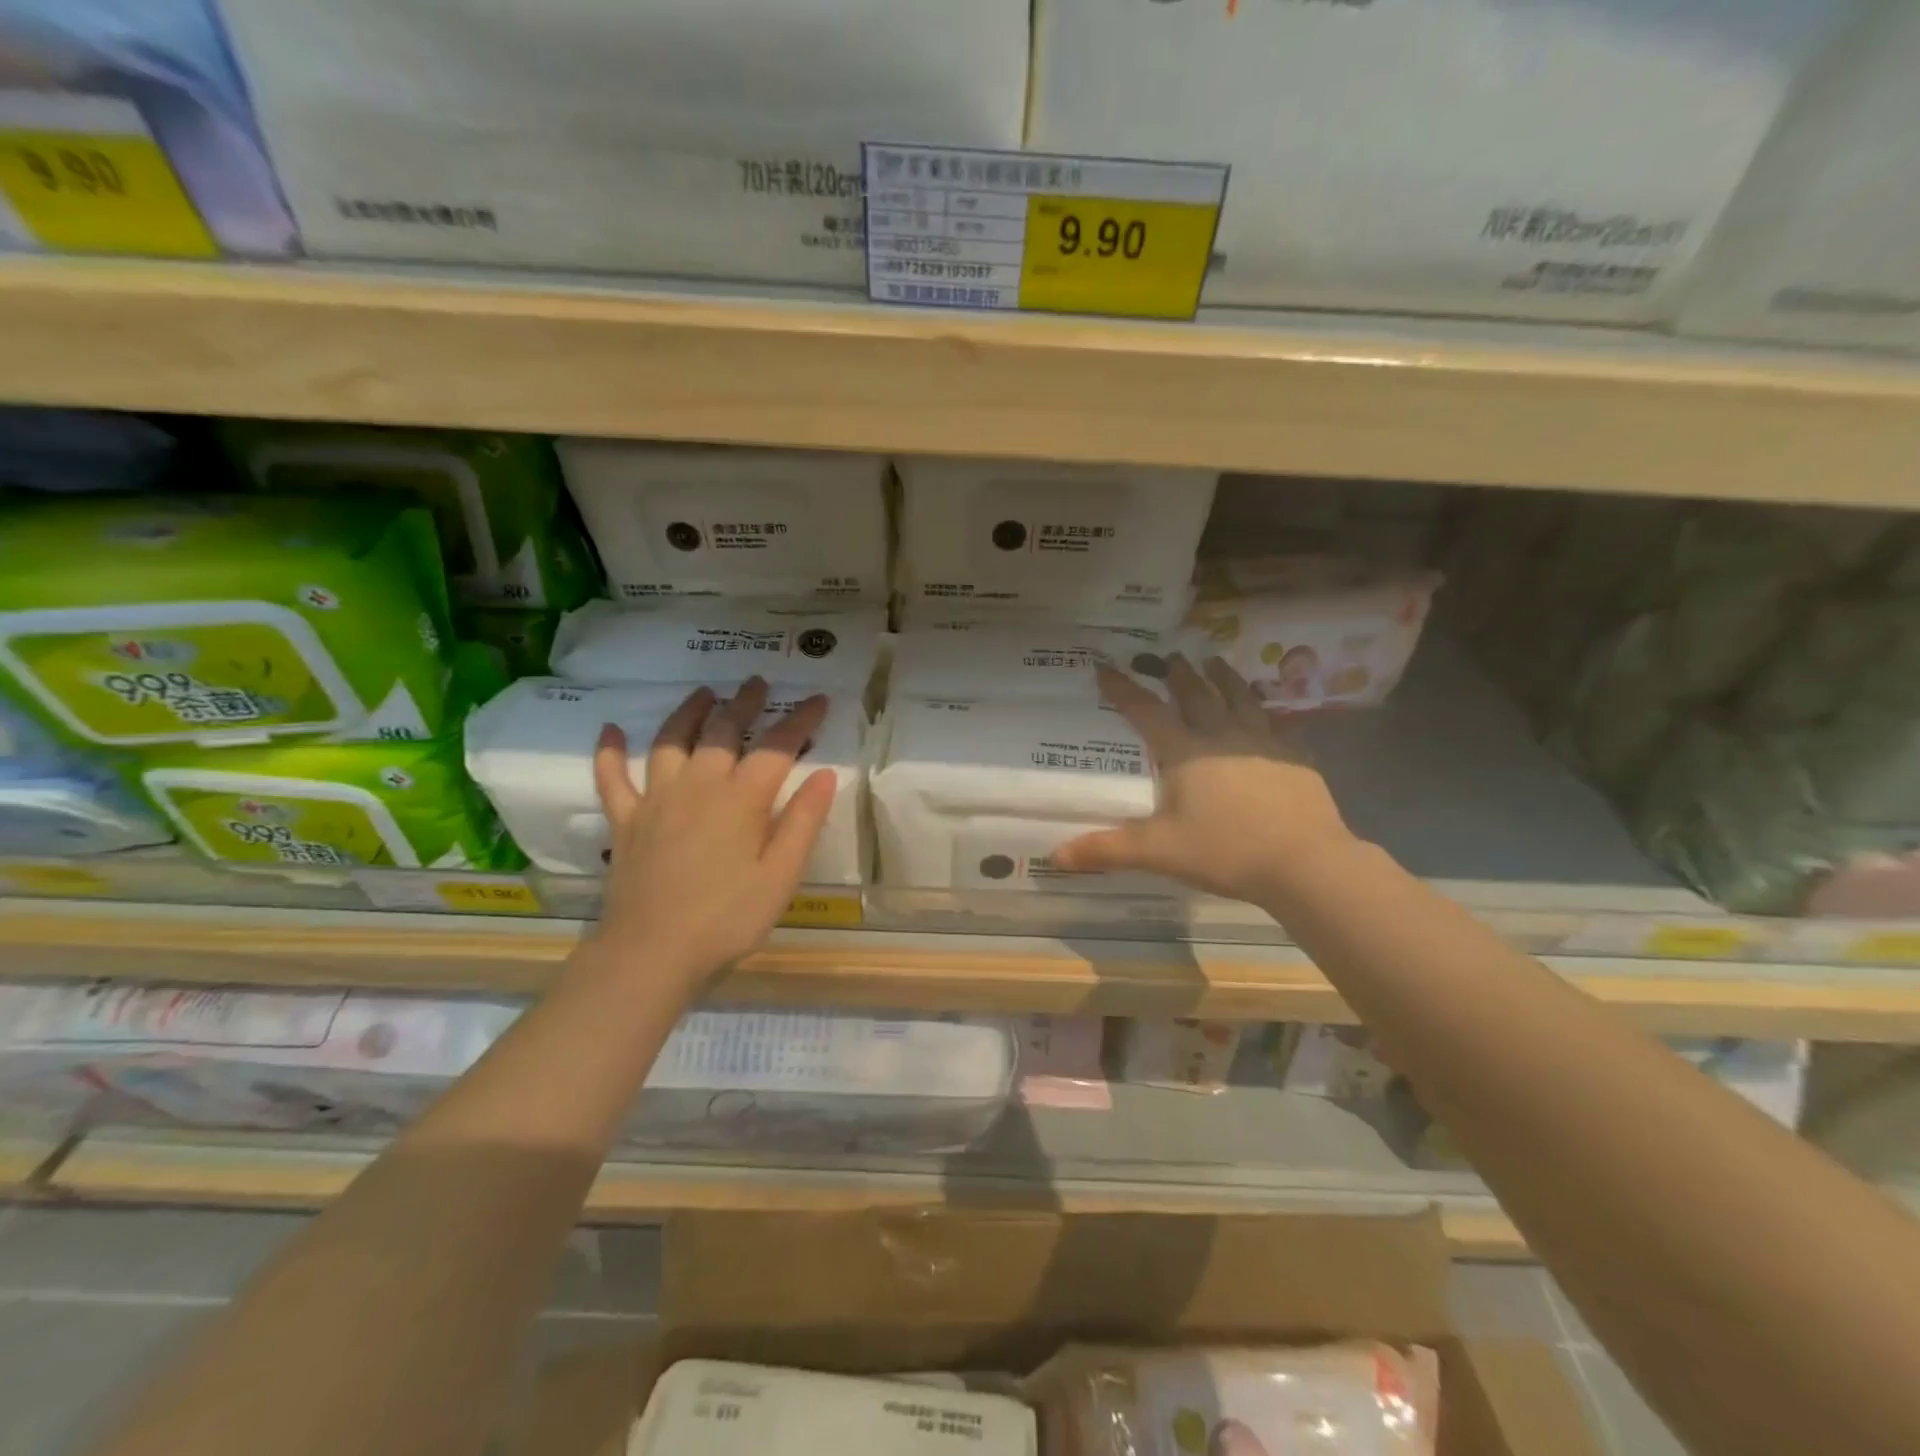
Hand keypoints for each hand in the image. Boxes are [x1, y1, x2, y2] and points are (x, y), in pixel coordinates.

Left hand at [584, 677, 838, 992]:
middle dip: (744, 703)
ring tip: (703, 693)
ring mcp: (656, 800)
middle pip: (722, 731)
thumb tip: (823, 774)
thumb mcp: (782, 876)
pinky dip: (609, 752)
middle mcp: (698, 786)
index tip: (818, 699)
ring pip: (670, 742)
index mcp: (741, 799)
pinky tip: (609, 729)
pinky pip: (612, 778)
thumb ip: (803, 822)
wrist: (651, 953)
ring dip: (687, 712)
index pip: (776, 747)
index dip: (799, 720)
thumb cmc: (727, 918)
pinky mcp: (625, 821)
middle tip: (756, 682)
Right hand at [1052, 655, 1357, 904]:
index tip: (1105, 666)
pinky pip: (1279, 724)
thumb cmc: (1225, 851)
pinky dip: (1267, 712)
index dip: (1123, 689)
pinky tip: (1271, 714)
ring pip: (1240, 698)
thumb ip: (1107, 849)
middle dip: (1178, 674)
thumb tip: (1055, 857)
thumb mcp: (1159, 852)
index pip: (1146, 711)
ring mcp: (1264, 742)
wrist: (1304, 862)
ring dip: (1224, 677)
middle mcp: (1222, 736)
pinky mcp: (1296, 757)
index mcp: (1185, 752)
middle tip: (1170, 656)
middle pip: (1196, 694)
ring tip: (1215, 661)